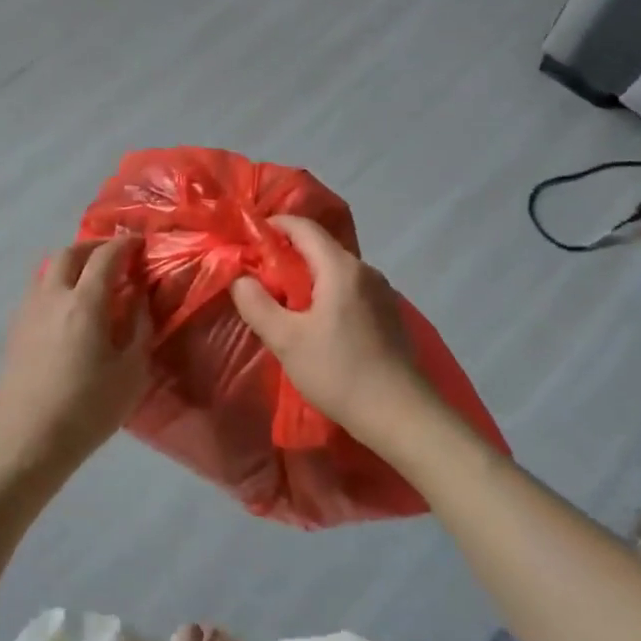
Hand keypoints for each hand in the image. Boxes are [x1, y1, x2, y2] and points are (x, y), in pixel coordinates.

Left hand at [0, 236, 150, 491]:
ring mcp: (27, 312)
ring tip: (91, 279)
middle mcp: (52, 297)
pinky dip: (56, 284)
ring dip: (72, 263)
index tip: (140, 244)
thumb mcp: (130, 372)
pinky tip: (68, 308)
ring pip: (47, 270)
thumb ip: (139, 327)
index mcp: (84, 303)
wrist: (26, 442)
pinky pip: (37, 290)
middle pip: (69, 253)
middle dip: (94, 247)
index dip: (125, 245)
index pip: (105, 257)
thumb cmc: (87, 410)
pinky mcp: (14, 330)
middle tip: (115, 256)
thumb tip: (139, 297)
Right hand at [229, 216, 433, 449]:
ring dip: (306, 277)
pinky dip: (326, 293)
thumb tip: (239, 278)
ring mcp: (382, 292)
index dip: (274, 226)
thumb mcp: (286, 340)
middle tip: (258, 276)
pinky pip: (349, 289)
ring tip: (282, 301)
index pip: (303, 227)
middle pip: (320, 248)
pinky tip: (315, 322)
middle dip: (286, 255)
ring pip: (335, 270)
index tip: (248, 241)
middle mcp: (365, 271)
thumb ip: (257, 304)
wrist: (400, 414)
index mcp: (340, 268)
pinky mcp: (388, 314)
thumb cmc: (339, 372)